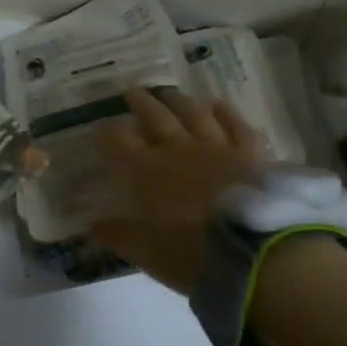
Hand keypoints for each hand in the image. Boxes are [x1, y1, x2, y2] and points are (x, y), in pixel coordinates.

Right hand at [90, 87, 265, 295]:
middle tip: (133, 90)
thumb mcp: (147, 253)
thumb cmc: (191, 254)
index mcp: (147, 172)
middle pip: (155, 118)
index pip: (119, 143)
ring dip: (179, 102)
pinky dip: (226, 113)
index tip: (103, 128)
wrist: (254, 252)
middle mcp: (178, 151)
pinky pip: (235, 126)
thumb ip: (120, 235)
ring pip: (194, 114)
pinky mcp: (249, 154)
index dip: (109, 134)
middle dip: (141, 104)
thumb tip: (92, 226)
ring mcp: (216, 148)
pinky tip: (220, 104)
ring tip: (170, 93)